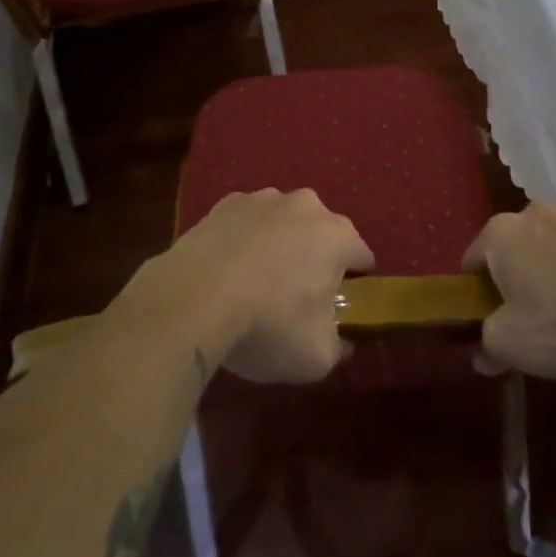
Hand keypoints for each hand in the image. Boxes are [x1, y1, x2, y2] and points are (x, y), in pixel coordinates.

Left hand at [151, 188, 374, 383]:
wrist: (193, 298)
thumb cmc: (267, 325)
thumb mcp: (316, 357)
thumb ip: (339, 347)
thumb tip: (342, 342)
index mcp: (337, 235)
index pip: (362, 257)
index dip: (355, 284)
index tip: (338, 310)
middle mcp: (306, 205)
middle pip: (322, 234)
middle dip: (315, 260)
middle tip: (296, 299)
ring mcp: (263, 198)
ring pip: (284, 223)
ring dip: (279, 245)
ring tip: (256, 284)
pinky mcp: (226, 203)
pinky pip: (247, 223)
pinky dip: (244, 240)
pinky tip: (227, 270)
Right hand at [462, 202, 555, 378]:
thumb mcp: (509, 344)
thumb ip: (486, 344)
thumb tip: (481, 355)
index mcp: (499, 232)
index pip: (473, 259)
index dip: (476, 290)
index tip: (487, 316)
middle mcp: (531, 212)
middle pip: (511, 246)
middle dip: (513, 274)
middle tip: (524, 314)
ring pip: (547, 243)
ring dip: (547, 265)